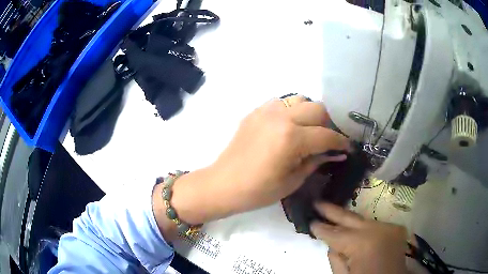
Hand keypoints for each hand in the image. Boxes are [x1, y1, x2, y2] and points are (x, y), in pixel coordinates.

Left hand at [209, 97, 349, 214]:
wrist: (224, 184)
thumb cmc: (259, 190)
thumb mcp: (293, 180)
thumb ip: (317, 161)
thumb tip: (336, 153)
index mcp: (292, 138)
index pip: (326, 135)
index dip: (341, 142)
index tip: (348, 148)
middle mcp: (281, 117)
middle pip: (317, 108)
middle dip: (328, 124)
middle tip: (327, 140)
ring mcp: (266, 111)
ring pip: (300, 100)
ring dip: (309, 114)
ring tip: (308, 131)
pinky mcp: (255, 112)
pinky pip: (281, 103)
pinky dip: (291, 111)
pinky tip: (287, 127)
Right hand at [311, 203, 407, 273]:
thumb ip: (335, 259)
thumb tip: (332, 243)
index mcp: (363, 244)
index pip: (336, 234)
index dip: (322, 229)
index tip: (310, 222)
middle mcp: (377, 230)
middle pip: (350, 218)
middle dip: (332, 211)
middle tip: (317, 202)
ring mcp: (388, 227)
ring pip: (362, 220)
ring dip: (346, 219)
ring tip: (331, 213)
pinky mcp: (395, 228)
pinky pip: (373, 224)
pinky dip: (362, 226)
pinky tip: (352, 227)